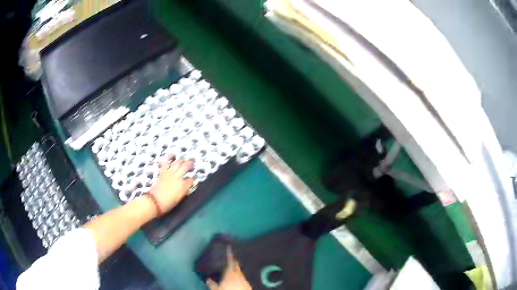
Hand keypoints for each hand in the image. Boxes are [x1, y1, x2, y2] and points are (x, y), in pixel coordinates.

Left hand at [149, 154, 193, 212]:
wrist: (155, 201)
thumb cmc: (168, 204)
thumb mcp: (179, 199)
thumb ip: (184, 191)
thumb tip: (186, 187)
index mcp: (184, 186)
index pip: (191, 179)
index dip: (193, 179)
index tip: (193, 178)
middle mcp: (178, 177)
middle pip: (186, 167)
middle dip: (190, 164)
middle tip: (192, 163)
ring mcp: (170, 173)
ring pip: (178, 163)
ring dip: (182, 161)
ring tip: (184, 160)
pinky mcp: (163, 172)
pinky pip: (166, 162)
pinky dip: (169, 157)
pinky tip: (172, 154)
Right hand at [206, 248, 251, 289]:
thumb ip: (212, 284)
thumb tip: (208, 279)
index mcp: (230, 273)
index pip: (231, 261)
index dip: (230, 255)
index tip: (230, 248)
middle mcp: (239, 275)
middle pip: (237, 266)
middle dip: (234, 261)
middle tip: (230, 256)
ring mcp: (245, 280)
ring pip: (240, 272)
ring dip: (237, 269)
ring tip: (232, 267)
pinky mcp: (249, 285)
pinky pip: (243, 278)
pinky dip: (240, 276)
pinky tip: (237, 278)